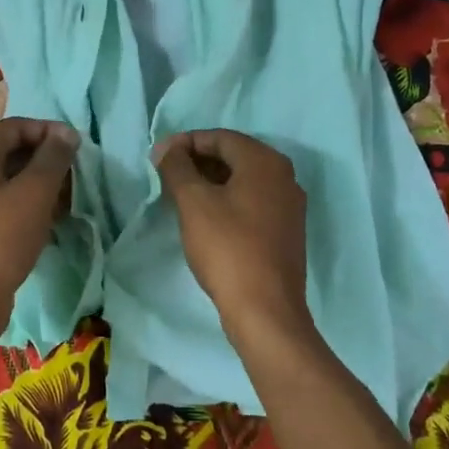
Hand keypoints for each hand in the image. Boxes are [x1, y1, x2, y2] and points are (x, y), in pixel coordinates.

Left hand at [0, 117, 78, 343]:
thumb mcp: (34, 194)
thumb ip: (52, 158)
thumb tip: (67, 133)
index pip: (14, 127)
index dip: (47, 130)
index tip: (76, 145)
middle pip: (10, 151)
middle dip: (45, 158)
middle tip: (75, 173)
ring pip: (9, 180)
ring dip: (40, 184)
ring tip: (68, 198)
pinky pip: (4, 204)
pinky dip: (28, 205)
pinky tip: (50, 221)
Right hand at [154, 129, 310, 347]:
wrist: (266, 310)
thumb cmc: (228, 248)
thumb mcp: (194, 202)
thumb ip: (177, 167)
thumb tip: (167, 148)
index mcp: (265, 161)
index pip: (220, 137)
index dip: (186, 142)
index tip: (159, 157)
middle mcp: (284, 176)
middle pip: (234, 156)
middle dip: (198, 161)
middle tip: (167, 175)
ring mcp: (289, 205)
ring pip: (243, 180)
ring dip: (211, 181)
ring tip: (180, 195)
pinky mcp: (287, 231)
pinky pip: (253, 201)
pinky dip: (228, 200)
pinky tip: (206, 217)